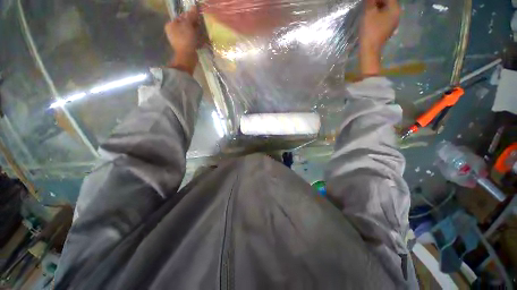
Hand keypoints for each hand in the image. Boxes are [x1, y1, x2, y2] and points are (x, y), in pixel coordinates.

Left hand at [165, 7, 200, 74]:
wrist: (187, 57)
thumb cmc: (185, 39)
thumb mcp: (188, 25)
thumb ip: (191, 15)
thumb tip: (194, 6)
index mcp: (171, 25)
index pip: (181, 17)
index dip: (190, 17)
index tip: (198, 19)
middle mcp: (173, 32)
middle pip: (185, 25)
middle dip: (194, 25)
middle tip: (200, 27)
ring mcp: (178, 40)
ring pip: (189, 33)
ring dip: (196, 33)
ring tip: (202, 34)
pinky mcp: (184, 47)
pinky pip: (191, 41)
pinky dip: (196, 40)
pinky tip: (201, 41)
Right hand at [359, 0, 400, 76]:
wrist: (369, 49)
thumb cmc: (370, 30)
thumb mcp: (369, 13)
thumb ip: (370, 2)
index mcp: (395, 9)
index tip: (368, 1)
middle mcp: (396, 15)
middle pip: (388, 3)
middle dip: (378, 2)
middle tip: (368, 4)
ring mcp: (392, 23)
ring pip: (385, 11)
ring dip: (377, 9)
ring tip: (368, 10)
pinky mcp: (387, 30)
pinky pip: (384, 18)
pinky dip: (378, 16)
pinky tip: (371, 18)